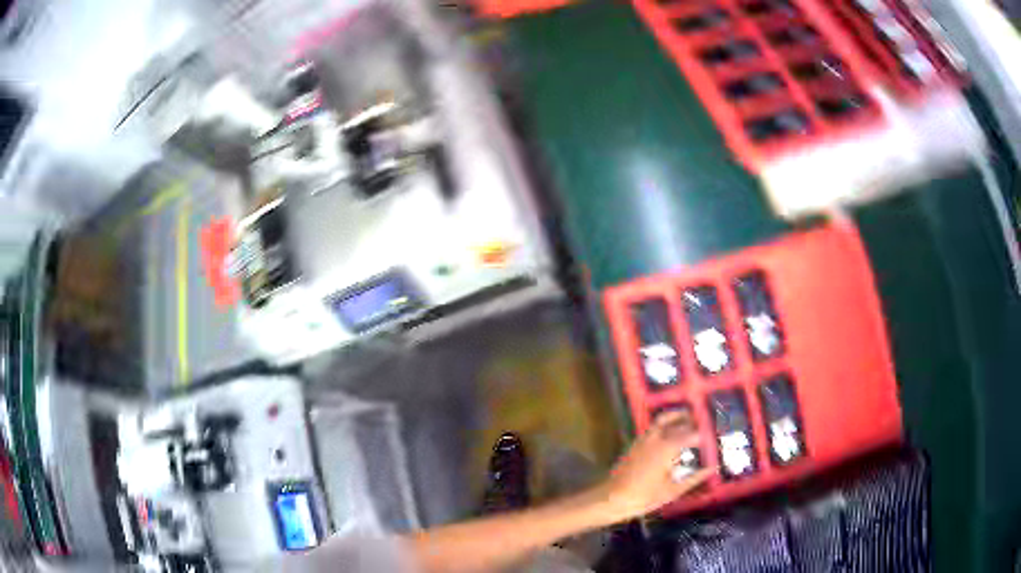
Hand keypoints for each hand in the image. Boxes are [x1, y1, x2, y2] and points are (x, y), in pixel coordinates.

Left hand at [598, 410, 712, 521]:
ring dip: (678, 416)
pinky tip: (671, 431)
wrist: (612, 498)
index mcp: (668, 447)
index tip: (714, 437)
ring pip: (664, 418)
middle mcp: (657, 437)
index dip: (704, 435)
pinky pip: (654, 426)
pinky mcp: (636, 442)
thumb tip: (712, 469)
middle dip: (693, 422)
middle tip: (706, 426)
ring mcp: (645, 438)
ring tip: (690, 420)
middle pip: (679, 422)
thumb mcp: (673, 491)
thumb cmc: (644, 497)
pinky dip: (665, 422)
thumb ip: (694, 478)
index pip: (692, 434)